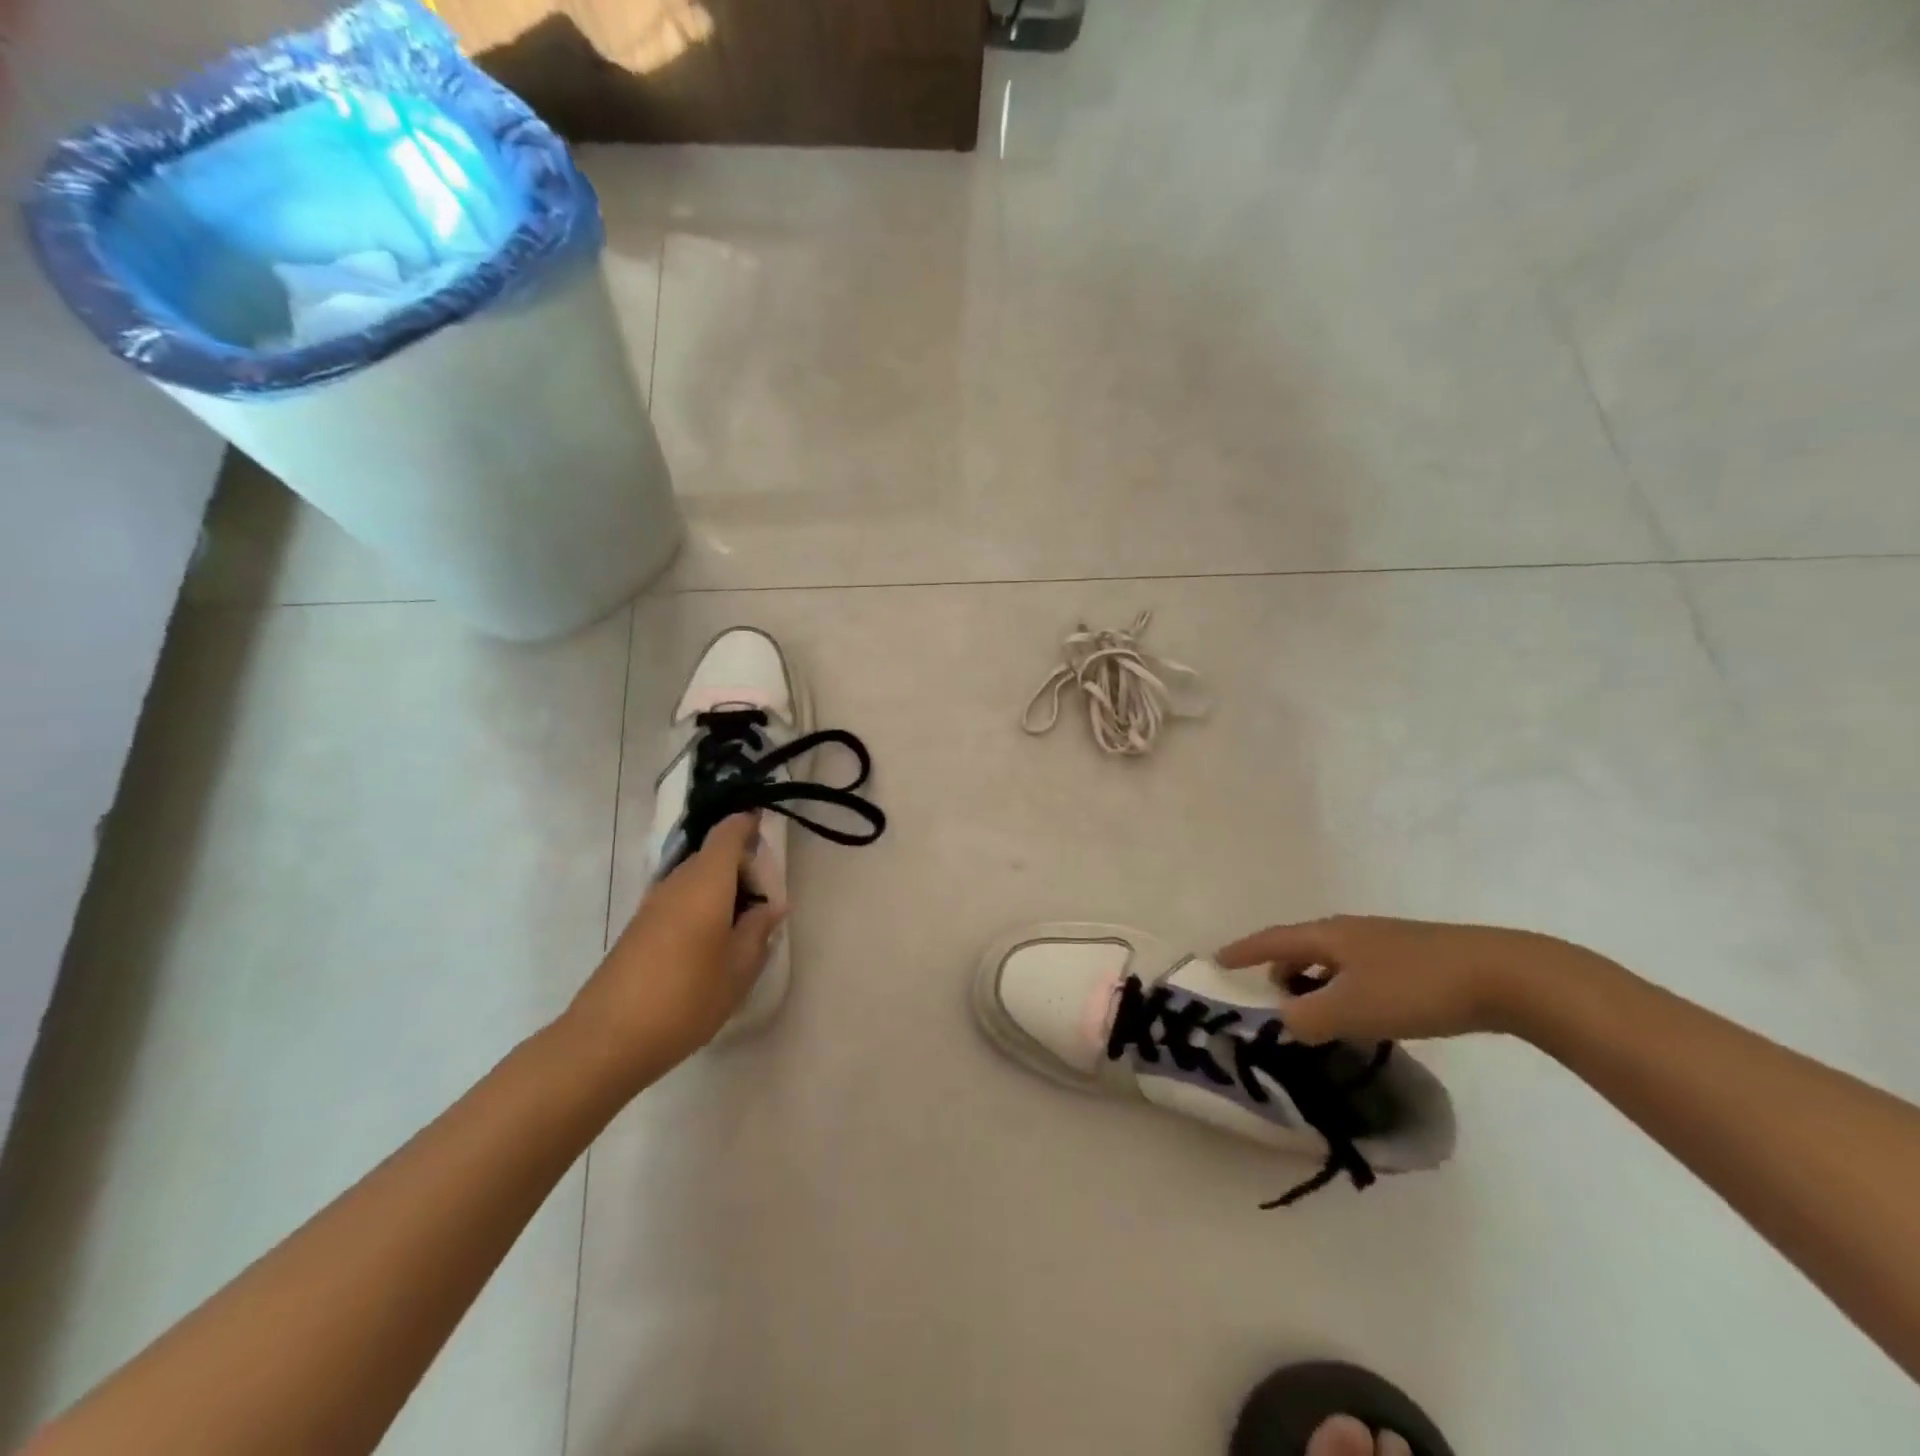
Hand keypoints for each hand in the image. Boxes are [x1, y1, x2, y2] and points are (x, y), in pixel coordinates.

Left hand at [564, 814, 783, 1087]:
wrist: (606, 1039)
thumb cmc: (686, 998)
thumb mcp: (739, 969)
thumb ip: (759, 930)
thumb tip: (771, 905)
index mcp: (706, 882)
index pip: (728, 833)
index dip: (748, 825)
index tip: (768, 831)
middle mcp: (676, 883)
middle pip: (712, 855)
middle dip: (741, 866)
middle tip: (765, 899)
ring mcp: (652, 905)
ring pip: (695, 879)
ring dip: (721, 889)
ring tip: (743, 925)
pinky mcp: (638, 928)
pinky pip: (679, 900)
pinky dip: (701, 907)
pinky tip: (712, 944)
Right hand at [1215, 915, 1595, 1044]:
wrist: (1503, 976)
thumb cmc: (1415, 989)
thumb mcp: (1351, 1010)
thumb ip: (1306, 1018)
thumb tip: (1283, 1022)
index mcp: (1328, 937)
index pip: (1272, 940)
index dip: (1244, 950)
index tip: (1218, 958)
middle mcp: (1350, 931)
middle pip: (1302, 946)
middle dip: (1281, 969)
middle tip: (1273, 998)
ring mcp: (1384, 941)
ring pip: (1333, 959)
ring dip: (1315, 981)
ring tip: (1318, 1012)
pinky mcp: (1413, 956)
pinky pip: (1359, 969)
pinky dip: (1344, 987)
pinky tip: (1365, 1013)